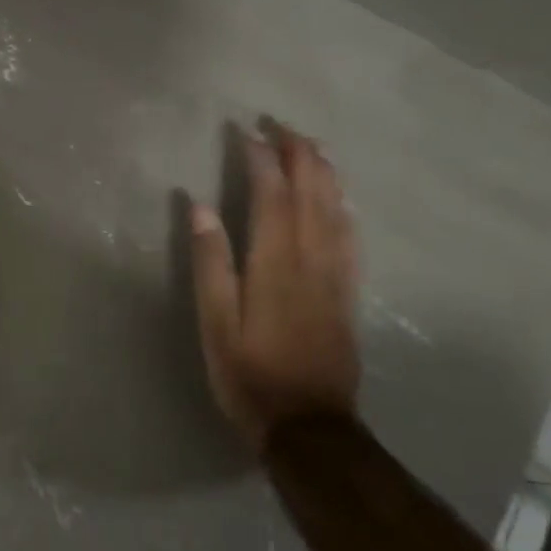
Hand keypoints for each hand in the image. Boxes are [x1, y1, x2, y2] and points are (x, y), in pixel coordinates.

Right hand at [189, 117, 360, 452]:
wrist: (308, 426)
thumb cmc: (249, 375)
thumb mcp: (216, 324)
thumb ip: (211, 264)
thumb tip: (200, 208)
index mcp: (275, 264)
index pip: (271, 196)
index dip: (261, 159)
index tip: (246, 131)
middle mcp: (311, 260)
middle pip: (311, 194)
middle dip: (298, 154)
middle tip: (282, 124)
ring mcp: (335, 277)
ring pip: (335, 210)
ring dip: (324, 172)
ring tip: (311, 146)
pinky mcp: (347, 294)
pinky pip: (350, 237)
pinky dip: (343, 206)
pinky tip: (339, 197)